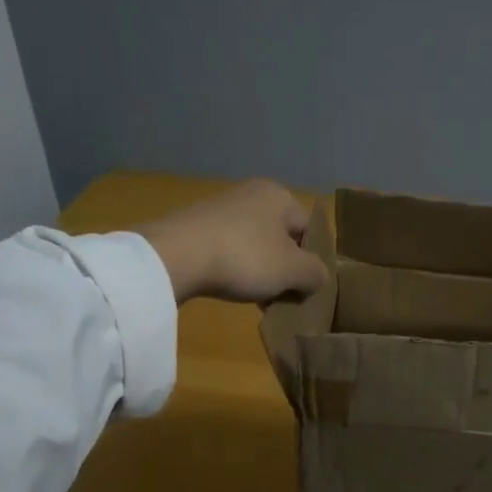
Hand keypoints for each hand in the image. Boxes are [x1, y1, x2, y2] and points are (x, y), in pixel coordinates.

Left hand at [133, 180, 329, 304]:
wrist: (174, 256)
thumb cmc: (245, 257)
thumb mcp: (293, 271)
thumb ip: (316, 273)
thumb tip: (317, 278)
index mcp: (280, 195)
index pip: (310, 231)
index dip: (312, 262)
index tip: (305, 289)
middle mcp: (253, 193)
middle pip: (282, 238)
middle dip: (284, 269)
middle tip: (282, 297)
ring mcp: (222, 208)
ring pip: (255, 246)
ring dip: (260, 272)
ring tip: (256, 298)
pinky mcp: (196, 225)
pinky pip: (229, 249)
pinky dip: (234, 268)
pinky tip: (229, 287)